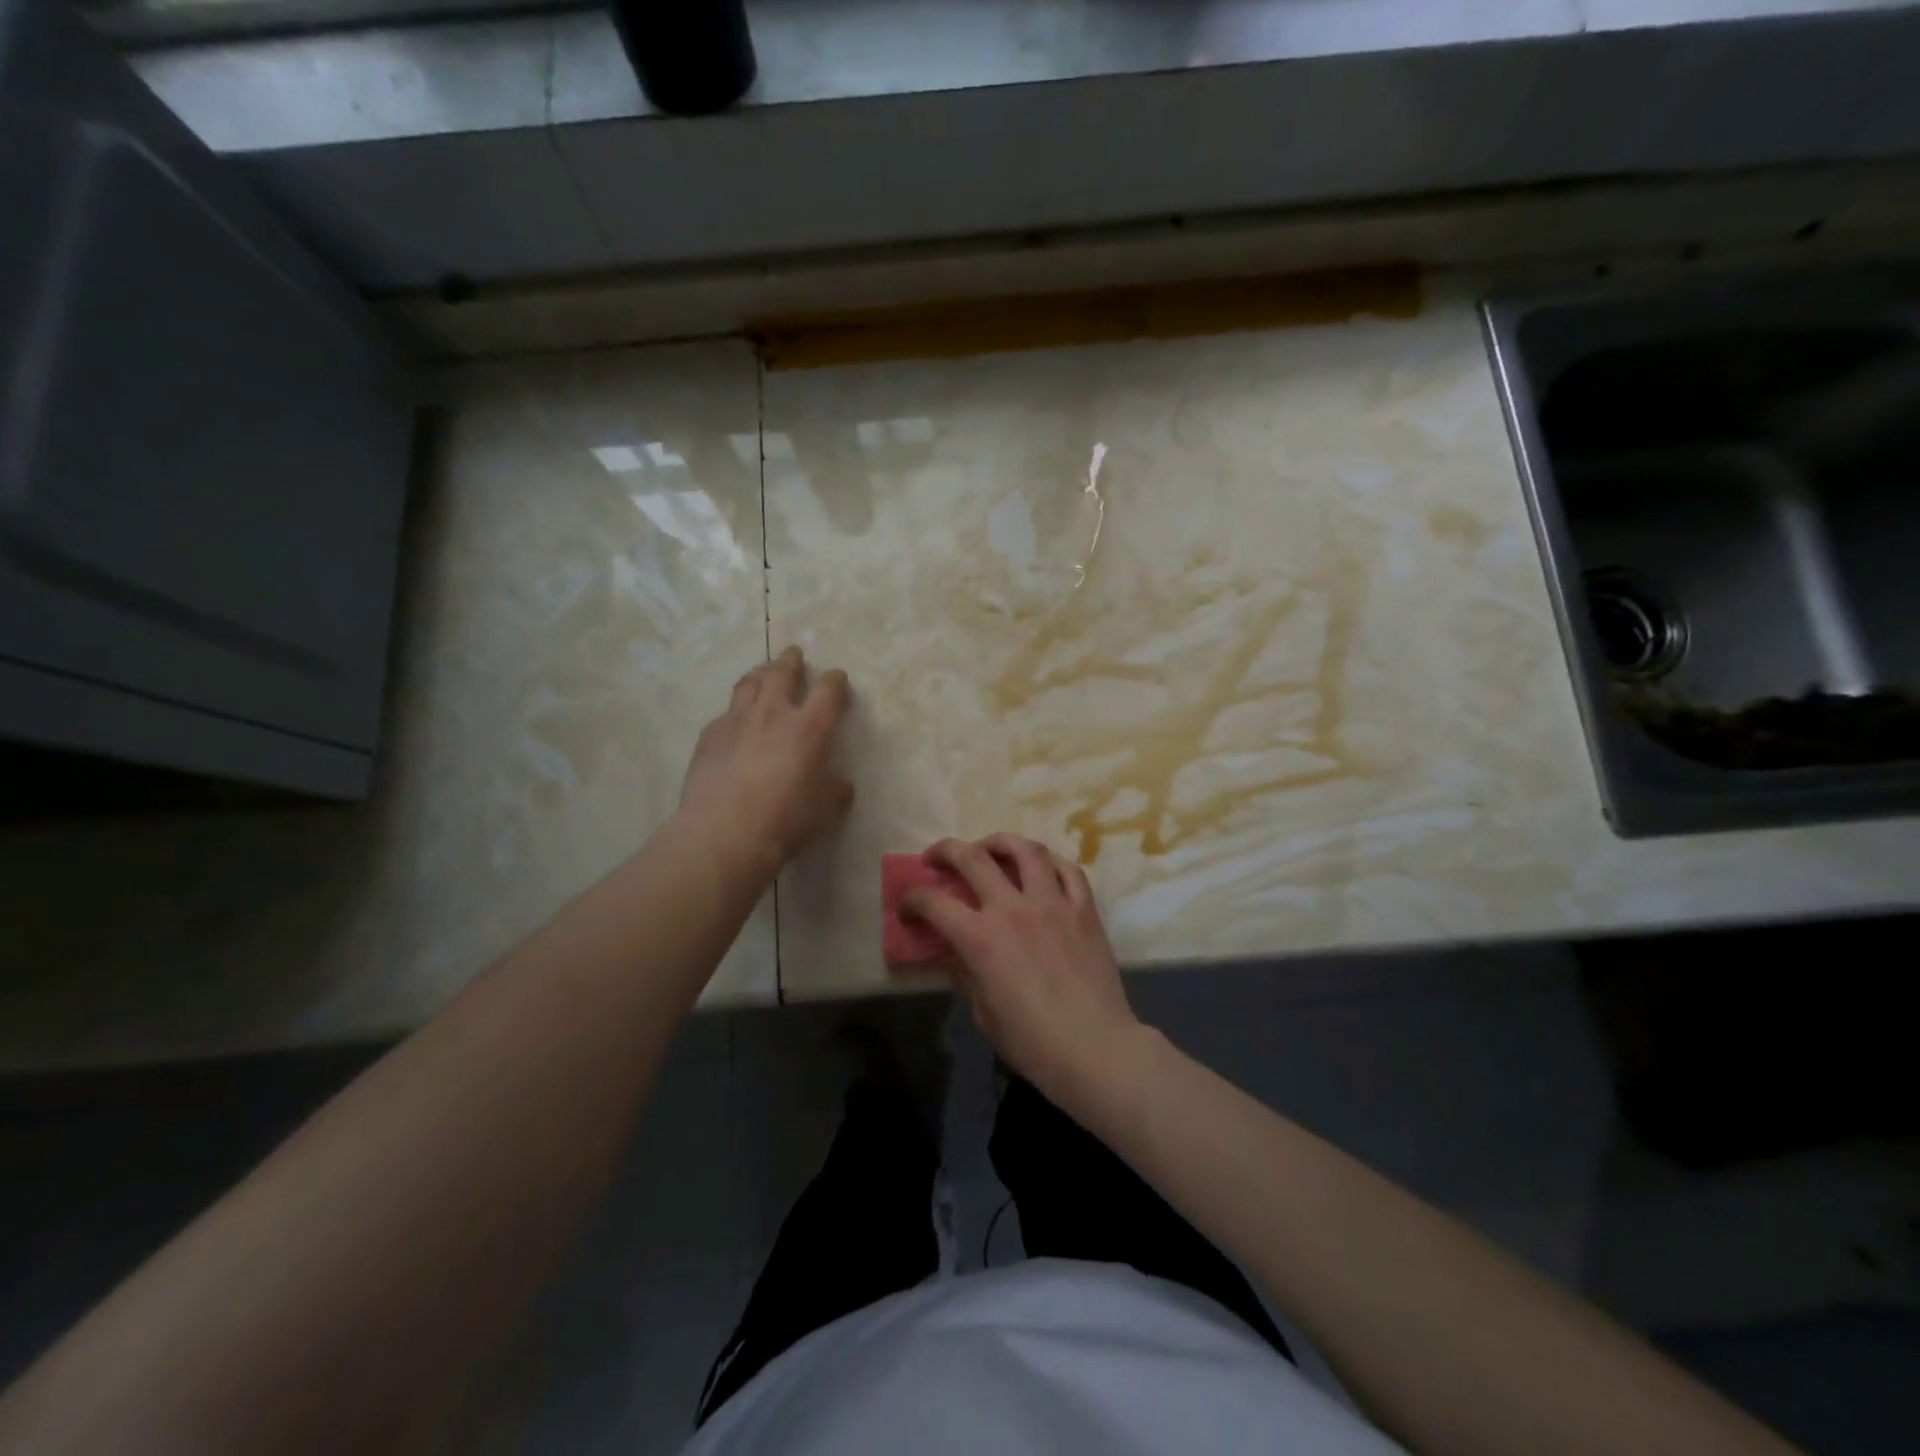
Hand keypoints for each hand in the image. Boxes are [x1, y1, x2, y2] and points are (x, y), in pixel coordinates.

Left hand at [677, 646, 852, 871]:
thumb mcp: (824, 811)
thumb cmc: (785, 820)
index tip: (837, 678)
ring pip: (749, 683)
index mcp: (809, 728)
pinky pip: (725, 713)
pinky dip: (735, 710)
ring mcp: (737, 721)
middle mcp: (773, 713)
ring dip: (759, 673)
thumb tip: (841, 785)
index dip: (835, 680)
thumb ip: (835, 791)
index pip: (827, 690)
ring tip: (762, 671)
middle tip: (794, 654)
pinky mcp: (709, 736)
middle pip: (782, 673)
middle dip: (791, 661)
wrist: (724, 833)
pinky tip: (734, 720)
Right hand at [902, 834, 1143, 1110]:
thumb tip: (953, 949)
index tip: (907, 908)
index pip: (933, 902)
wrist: (1096, 1049)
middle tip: (936, 858)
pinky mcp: (1084, 908)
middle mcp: (1013, 908)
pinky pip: (1068, 870)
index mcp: (981, 938)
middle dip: (945, 851)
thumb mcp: (983, 1012)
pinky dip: (1050, 862)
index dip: (912, 900)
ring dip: (1000, 842)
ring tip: (990, 848)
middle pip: (972, 857)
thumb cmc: (1033, 1042)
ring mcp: (1053, 903)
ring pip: (1025, 849)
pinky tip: (1041, 867)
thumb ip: (965, 971)